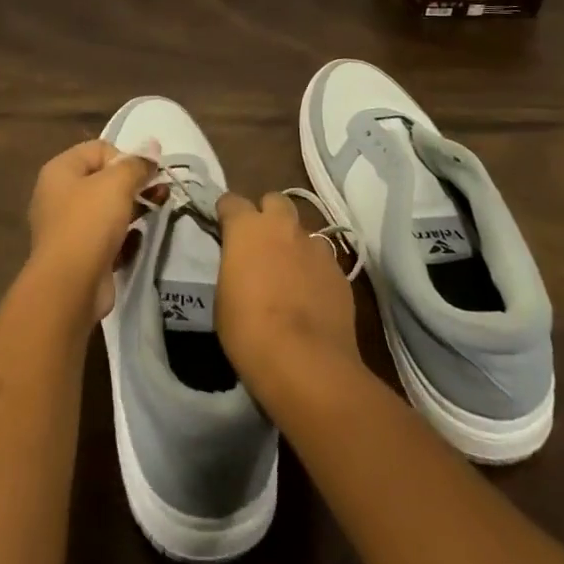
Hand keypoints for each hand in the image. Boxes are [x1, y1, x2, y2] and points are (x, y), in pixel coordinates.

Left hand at [27, 139, 154, 321]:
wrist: (70, 286)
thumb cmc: (90, 222)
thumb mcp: (117, 184)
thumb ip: (137, 164)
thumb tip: (153, 145)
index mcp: (61, 170)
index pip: (99, 149)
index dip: (125, 158)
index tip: (144, 175)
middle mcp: (59, 195)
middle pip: (103, 179)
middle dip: (134, 184)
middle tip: (160, 191)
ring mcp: (67, 227)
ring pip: (107, 209)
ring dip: (134, 208)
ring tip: (158, 210)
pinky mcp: (79, 255)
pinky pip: (106, 237)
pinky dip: (123, 237)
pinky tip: (138, 241)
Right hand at [215, 192, 360, 403]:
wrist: (305, 363)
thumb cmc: (249, 331)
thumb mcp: (224, 298)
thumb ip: (233, 268)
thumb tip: (242, 265)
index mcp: (247, 228)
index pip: (232, 201)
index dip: (227, 213)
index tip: (224, 228)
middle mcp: (283, 227)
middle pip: (275, 201)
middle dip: (267, 215)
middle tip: (261, 243)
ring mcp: (315, 247)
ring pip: (303, 231)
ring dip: (294, 244)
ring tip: (290, 273)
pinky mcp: (340, 271)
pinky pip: (323, 260)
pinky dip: (315, 270)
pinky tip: (312, 296)